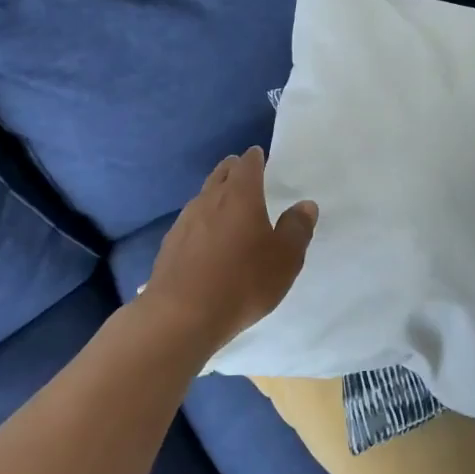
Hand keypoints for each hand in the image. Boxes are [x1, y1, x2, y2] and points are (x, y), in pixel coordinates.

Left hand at [143, 147, 317, 353]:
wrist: (181, 316)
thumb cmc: (243, 281)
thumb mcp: (285, 258)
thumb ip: (297, 228)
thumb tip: (305, 205)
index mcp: (240, 194)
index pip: (248, 164)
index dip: (256, 158)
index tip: (260, 157)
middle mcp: (209, 199)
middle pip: (221, 174)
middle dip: (233, 170)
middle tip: (244, 174)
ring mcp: (185, 221)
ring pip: (203, 197)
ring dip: (216, 196)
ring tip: (227, 207)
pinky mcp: (169, 245)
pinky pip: (190, 223)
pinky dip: (202, 222)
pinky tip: (207, 241)